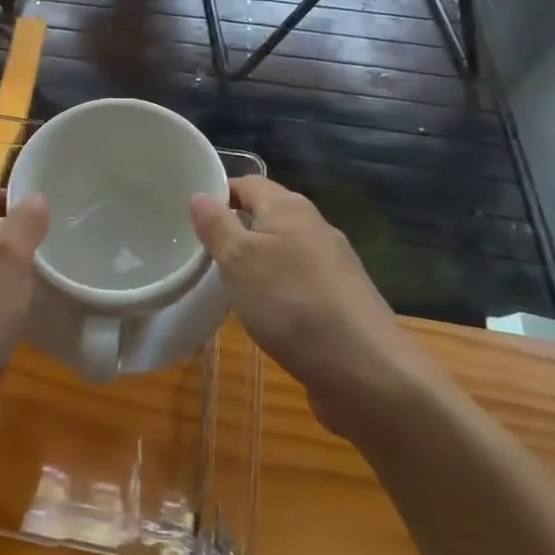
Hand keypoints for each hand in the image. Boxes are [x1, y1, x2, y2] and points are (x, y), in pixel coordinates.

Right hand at [190, 177, 418, 433]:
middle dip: (234, 231)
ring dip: (255, 264)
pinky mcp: (340, 301)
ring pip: (282, 251)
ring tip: (224, 286)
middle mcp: (315, 227)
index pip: (247, 183)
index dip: (217, 194)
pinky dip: (276, 291)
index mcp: (289, 207)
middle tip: (200, 254)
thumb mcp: (239, 260)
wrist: (366, 371)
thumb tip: (200, 195)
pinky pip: (297, 283)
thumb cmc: (291, 303)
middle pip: (266, 216)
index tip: (188, 218)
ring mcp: (332, 266)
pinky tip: (263, 315)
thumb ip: (217, 226)